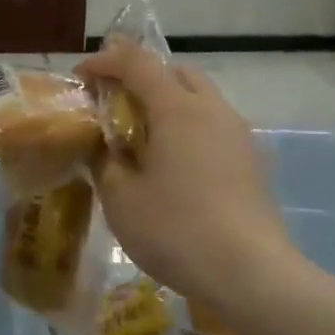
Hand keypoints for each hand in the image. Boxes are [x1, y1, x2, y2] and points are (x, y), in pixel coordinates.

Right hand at [77, 44, 294, 306]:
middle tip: (115, 105)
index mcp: (177, 109)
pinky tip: (176, 166)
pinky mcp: (253, 161)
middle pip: (176, 72)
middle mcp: (213, 110)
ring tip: (144, 138)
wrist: (250, 273)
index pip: (137, 62)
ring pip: (200, 99)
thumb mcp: (121, 198)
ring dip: (169, 103)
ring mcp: (239, 134)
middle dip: (142, 77)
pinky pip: (215, 127)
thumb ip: (105, 161)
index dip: (105, 61)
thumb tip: (104, 146)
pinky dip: (190, 129)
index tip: (81, 77)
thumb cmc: (176, 230)